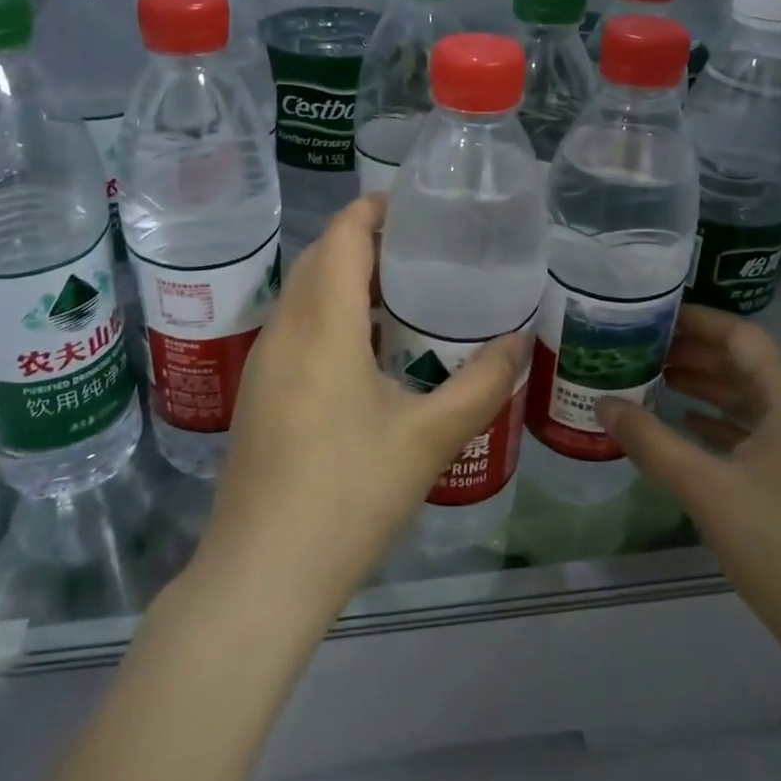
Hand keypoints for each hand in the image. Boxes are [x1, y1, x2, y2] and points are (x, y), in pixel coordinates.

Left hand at [193, 195, 529, 623]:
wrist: (261, 576)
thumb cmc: (347, 497)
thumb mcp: (428, 440)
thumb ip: (481, 384)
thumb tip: (521, 340)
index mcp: (322, 326)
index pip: (341, 235)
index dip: (375, 208)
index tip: (419, 205)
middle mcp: (284, 330)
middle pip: (319, 257)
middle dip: (365, 238)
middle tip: (425, 247)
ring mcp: (264, 362)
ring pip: (303, 291)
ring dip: (346, 276)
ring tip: (404, 289)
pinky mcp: (259, 392)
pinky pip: (296, 325)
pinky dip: (331, 311)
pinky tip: (369, 347)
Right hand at [598, 307, 780, 687]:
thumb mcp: (705, 489)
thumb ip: (650, 441)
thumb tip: (602, 404)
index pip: (744, 337)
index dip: (698, 321)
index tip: (653, 315)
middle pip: (754, 365)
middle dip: (699, 355)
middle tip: (646, 350)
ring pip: (763, 400)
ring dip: (714, 389)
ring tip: (663, 382)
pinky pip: (774, 433)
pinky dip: (733, 424)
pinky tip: (697, 431)